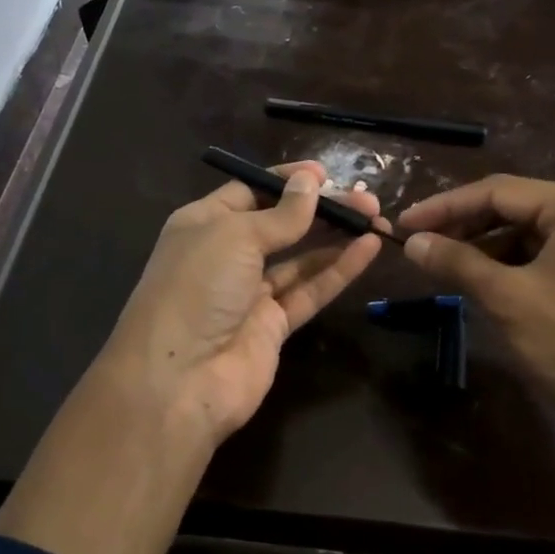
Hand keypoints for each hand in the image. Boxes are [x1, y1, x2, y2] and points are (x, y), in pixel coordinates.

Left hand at [98, 161, 383, 446]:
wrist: (178, 379)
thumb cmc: (197, 289)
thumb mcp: (235, 236)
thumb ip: (280, 214)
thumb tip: (310, 182)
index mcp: (203, 224)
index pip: (250, 191)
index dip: (287, 181)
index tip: (326, 174)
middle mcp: (226, 256)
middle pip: (280, 225)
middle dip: (321, 209)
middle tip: (365, 198)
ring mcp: (250, 294)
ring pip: (300, 259)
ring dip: (336, 238)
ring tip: (375, 218)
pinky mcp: (273, 327)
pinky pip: (310, 291)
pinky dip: (338, 271)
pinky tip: (368, 249)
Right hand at [398, 175, 554, 525]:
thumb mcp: (506, 298)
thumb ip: (456, 262)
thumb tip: (412, 243)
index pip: (499, 192)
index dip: (445, 206)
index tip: (404, 224)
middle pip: (514, 210)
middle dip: (464, 227)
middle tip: (418, 245)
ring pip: (526, 238)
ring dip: (483, 250)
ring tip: (442, 268)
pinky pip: (542, 262)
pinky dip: (507, 270)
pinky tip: (479, 286)